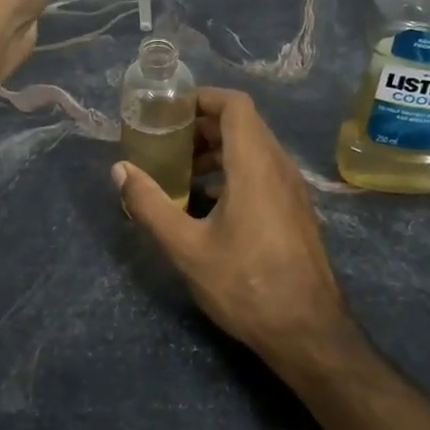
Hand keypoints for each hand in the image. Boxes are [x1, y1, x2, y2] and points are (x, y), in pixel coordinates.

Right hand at [113, 88, 350, 366]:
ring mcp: (291, 189)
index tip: (170, 109)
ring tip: (181, 173)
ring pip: (253, 149)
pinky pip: (262, 171)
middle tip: (166, 141)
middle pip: (243, 124)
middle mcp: (278, 167)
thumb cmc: (246, 285)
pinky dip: (232, 171)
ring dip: (216, 150)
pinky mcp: (294, 210)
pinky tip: (206, 203)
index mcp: (255, 165)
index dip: (202, 97)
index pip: (235, 105)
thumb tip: (120, 170)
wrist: (309, 333)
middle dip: (202, 125)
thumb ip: (149, 205)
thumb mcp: (187, 248)